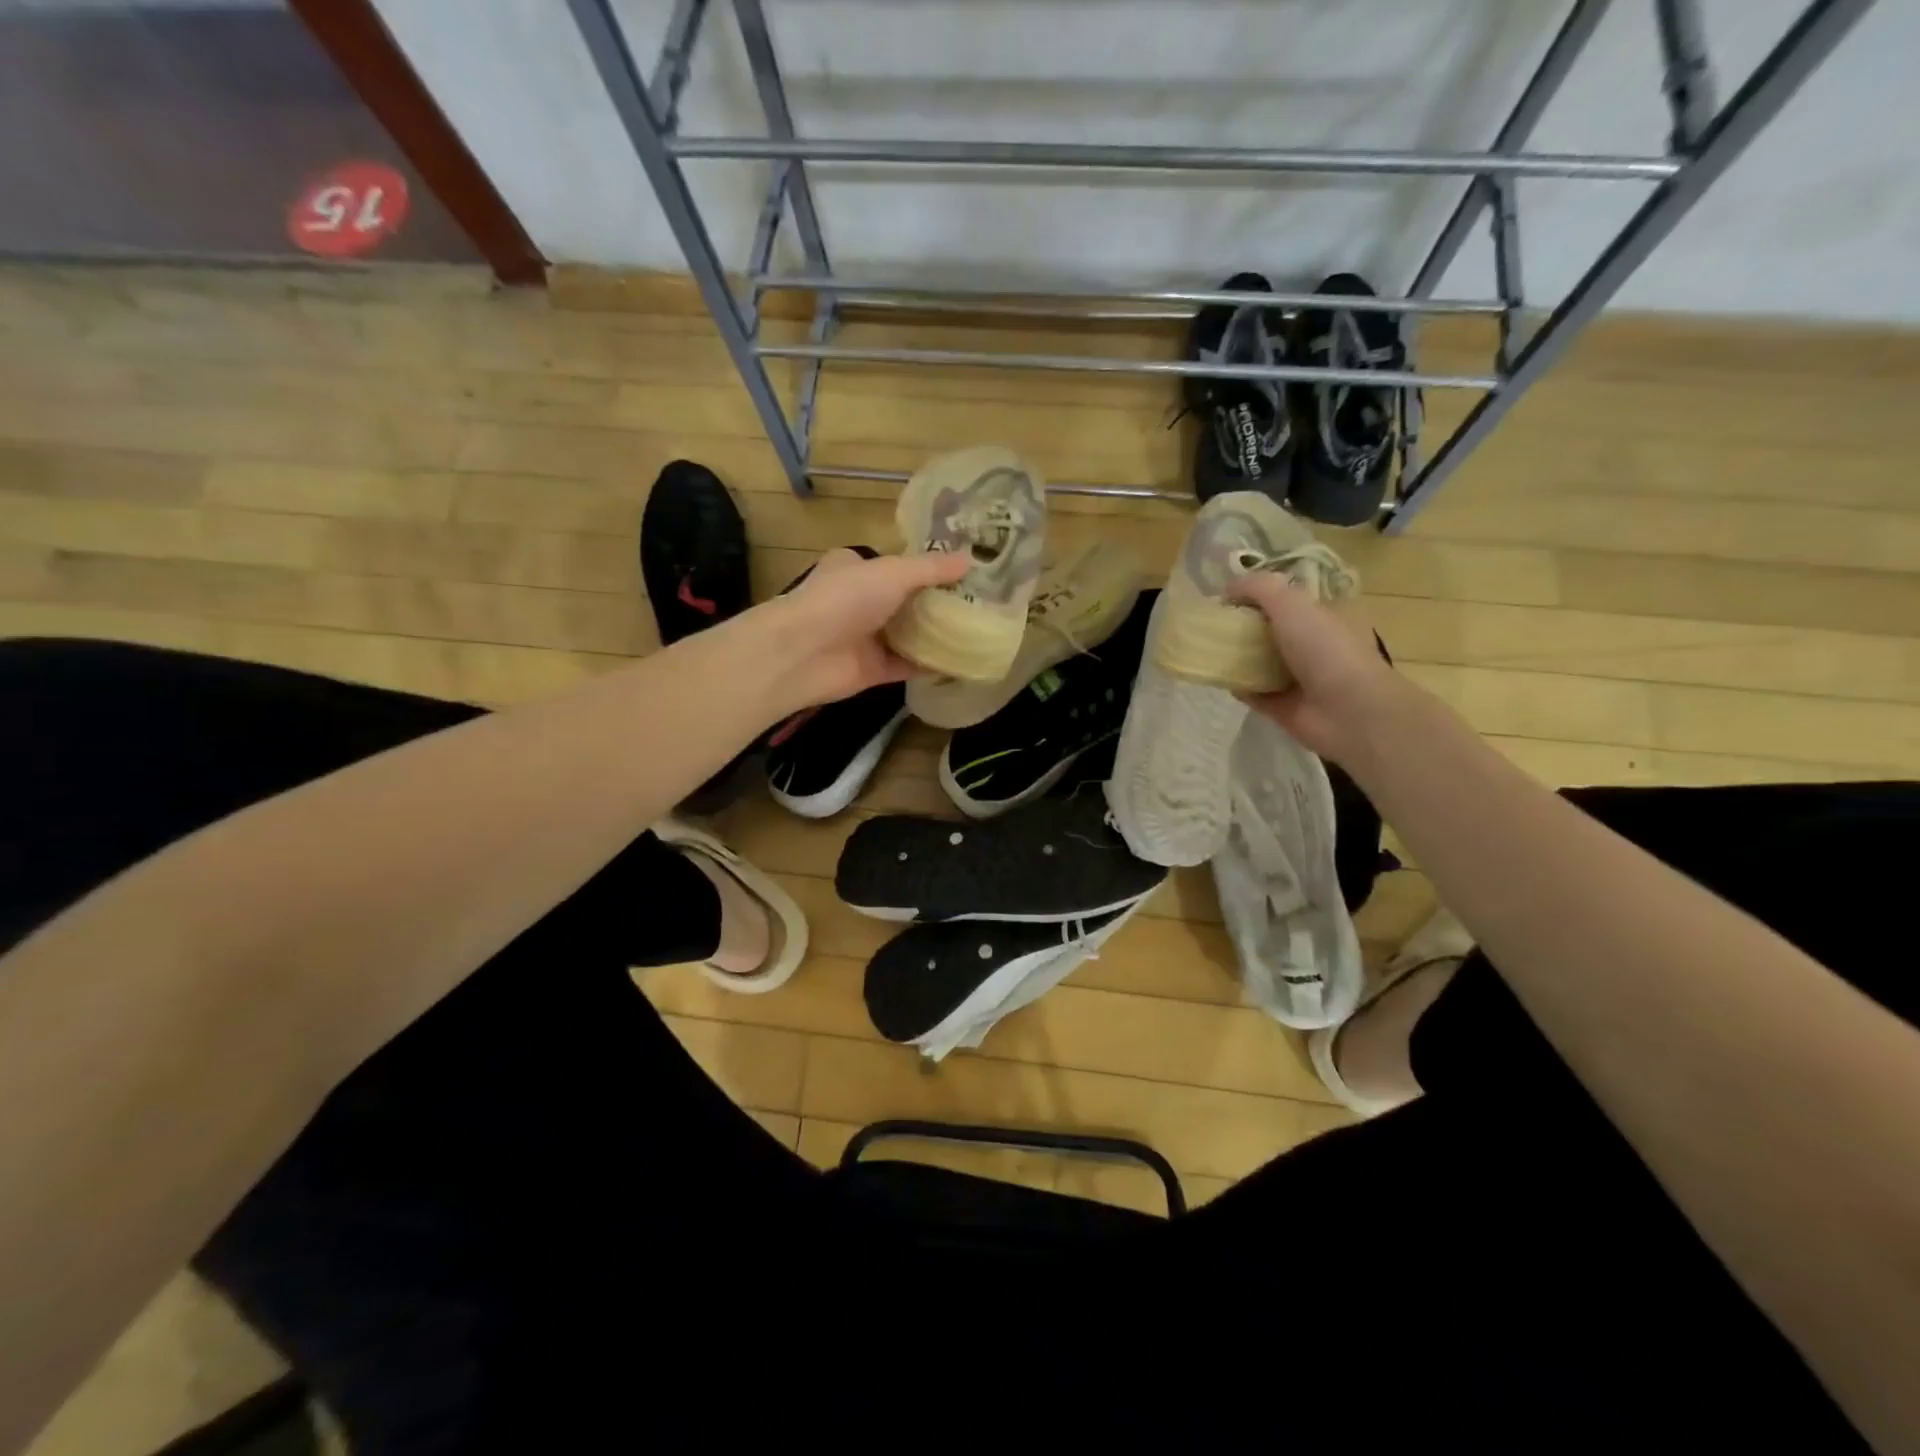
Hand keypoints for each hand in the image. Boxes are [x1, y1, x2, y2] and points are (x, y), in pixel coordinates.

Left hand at [750, 548, 970, 710]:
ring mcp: (865, 637)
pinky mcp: (872, 669)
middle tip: (981, 603)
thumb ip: (932, 569)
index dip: (928, 568)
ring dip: (937, 634)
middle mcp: (859, 601)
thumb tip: (971, 559)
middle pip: (906, 601)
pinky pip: (908, 665)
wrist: (803, 653)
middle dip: (938, 603)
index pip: (896, 565)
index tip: (965, 572)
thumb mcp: (893, 572)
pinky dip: (931, 664)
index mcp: (856, 568)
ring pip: (908, 634)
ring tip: (979, 630)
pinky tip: (962, 661)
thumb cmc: (845, 598)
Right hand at [1228, 573, 1409, 763]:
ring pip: (1258, 662)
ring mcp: (1297, 677)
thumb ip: (1258, 588)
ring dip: (1236, 657)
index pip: (1286, 600)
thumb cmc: (1325, 649)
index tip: (1226, 598)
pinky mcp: (1282, 706)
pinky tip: (1219, 677)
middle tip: (1212, 624)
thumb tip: (1226, 589)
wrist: (1347, 711)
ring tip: (1207, 649)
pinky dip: (1236, 686)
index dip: (1257, 595)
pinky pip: (1252, 692)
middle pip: (1269, 631)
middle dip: (1242, 627)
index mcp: (1322, 616)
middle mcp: (1311, 645)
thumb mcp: (1292, 603)